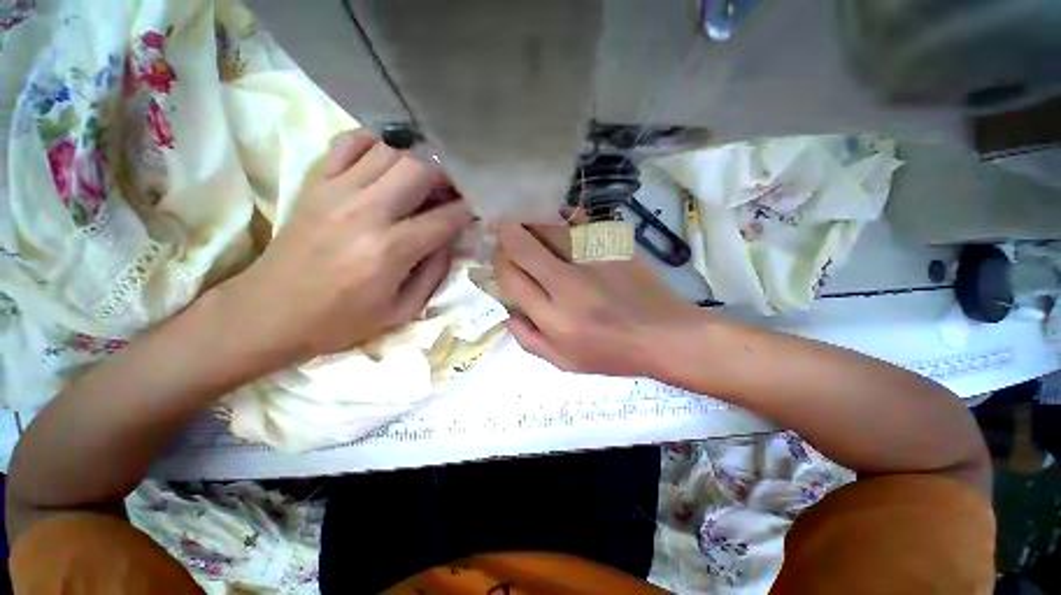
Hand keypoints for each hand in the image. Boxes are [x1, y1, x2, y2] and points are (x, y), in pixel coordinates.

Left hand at [216, 131, 471, 365]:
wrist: (269, 314)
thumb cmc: (341, 320)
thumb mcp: (402, 311)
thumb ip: (435, 272)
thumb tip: (449, 240)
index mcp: (390, 251)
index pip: (445, 218)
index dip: (468, 211)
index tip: (478, 209)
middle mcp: (366, 212)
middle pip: (420, 169)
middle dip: (448, 176)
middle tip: (455, 190)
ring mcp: (336, 191)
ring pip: (390, 151)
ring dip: (418, 160)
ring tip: (427, 178)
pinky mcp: (315, 184)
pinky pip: (348, 143)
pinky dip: (375, 144)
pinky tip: (387, 160)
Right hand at [492, 223, 703, 375]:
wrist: (666, 335)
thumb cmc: (613, 354)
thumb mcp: (564, 362)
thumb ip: (528, 339)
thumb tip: (506, 311)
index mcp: (555, 319)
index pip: (511, 279)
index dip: (499, 262)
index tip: (499, 256)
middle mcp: (570, 285)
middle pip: (524, 247)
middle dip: (507, 234)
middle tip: (505, 230)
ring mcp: (594, 260)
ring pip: (549, 229)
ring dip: (532, 224)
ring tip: (530, 227)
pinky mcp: (614, 246)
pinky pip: (580, 222)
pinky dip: (564, 219)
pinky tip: (561, 224)